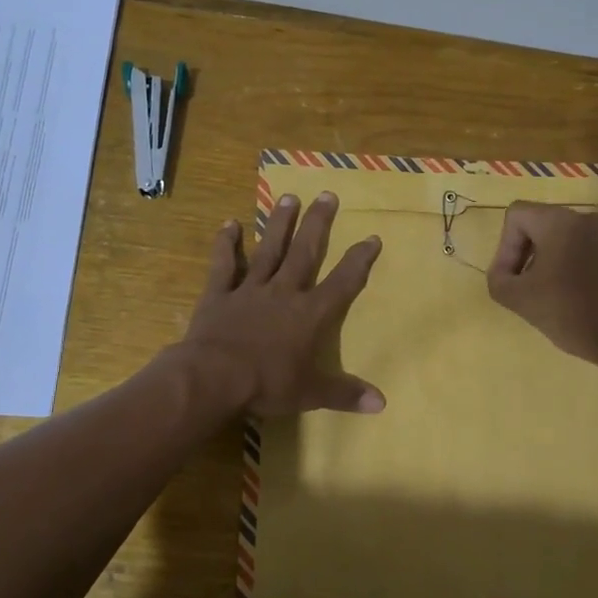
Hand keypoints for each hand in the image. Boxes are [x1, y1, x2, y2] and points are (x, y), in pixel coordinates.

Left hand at [179, 191, 384, 415]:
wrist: (214, 377)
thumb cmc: (267, 384)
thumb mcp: (310, 394)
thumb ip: (345, 394)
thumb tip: (382, 403)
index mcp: (310, 314)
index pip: (342, 283)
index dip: (359, 260)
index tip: (372, 237)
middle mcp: (284, 292)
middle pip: (305, 252)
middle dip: (318, 224)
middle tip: (327, 194)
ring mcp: (250, 289)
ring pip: (269, 250)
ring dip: (280, 224)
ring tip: (288, 197)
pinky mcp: (219, 294)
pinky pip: (224, 265)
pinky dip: (226, 245)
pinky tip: (229, 224)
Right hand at [486, 202, 597, 367]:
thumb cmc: (570, 312)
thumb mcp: (518, 299)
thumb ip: (498, 279)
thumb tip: (504, 273)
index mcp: (559, 221)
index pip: (517, 215)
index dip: (505, 246)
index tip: (511, 279)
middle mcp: (587, 217)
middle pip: (542, 224)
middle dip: (527, 253)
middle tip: (526, 287)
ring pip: (566, 237)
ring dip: (551, 260)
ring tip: (552, 293)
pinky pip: (589, 248)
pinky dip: (576, 264)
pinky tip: (578, 294)